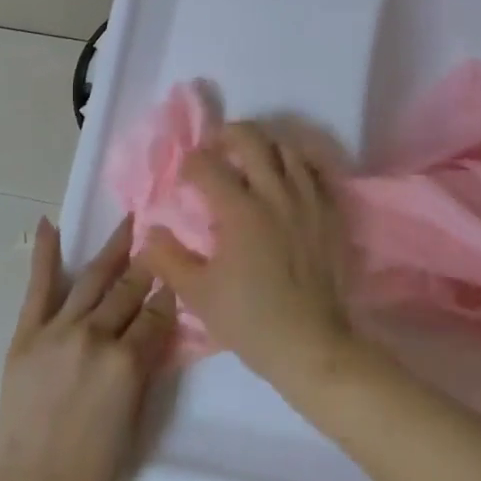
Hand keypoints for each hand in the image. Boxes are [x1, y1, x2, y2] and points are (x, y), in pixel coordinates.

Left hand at [0, 218, 175, 480]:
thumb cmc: (90, 474)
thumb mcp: (134, 420)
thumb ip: (145, 368)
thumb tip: (157, 329)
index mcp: (127, 364)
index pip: (157, 314)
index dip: (170, 293)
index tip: (180, 273)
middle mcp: (95, 336)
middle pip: (129, 289)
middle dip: (149, 263)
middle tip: (161, 236)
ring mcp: (58, 331)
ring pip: (93, 279)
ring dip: (113, 248)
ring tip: (129, 222)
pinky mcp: (27, 335)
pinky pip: (39, 287)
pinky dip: (45, 254)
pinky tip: (50, 224)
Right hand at [138, 122, 354, 396]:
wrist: (313, 346)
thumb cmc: (251, 320)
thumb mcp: (198, 295)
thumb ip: (168, 259)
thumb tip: (149, 230)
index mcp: (240, 210)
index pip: (208, 166)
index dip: (190, 164)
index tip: (185, 176)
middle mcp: (275, 193)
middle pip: (251, 138)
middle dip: (227, 135)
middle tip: (217, 148)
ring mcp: (308, 199)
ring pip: (286, 148)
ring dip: (264, 147)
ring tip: (253, 161)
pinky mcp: (331, 212)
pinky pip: (314, 171)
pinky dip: (297, 165)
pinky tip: (287, 180)